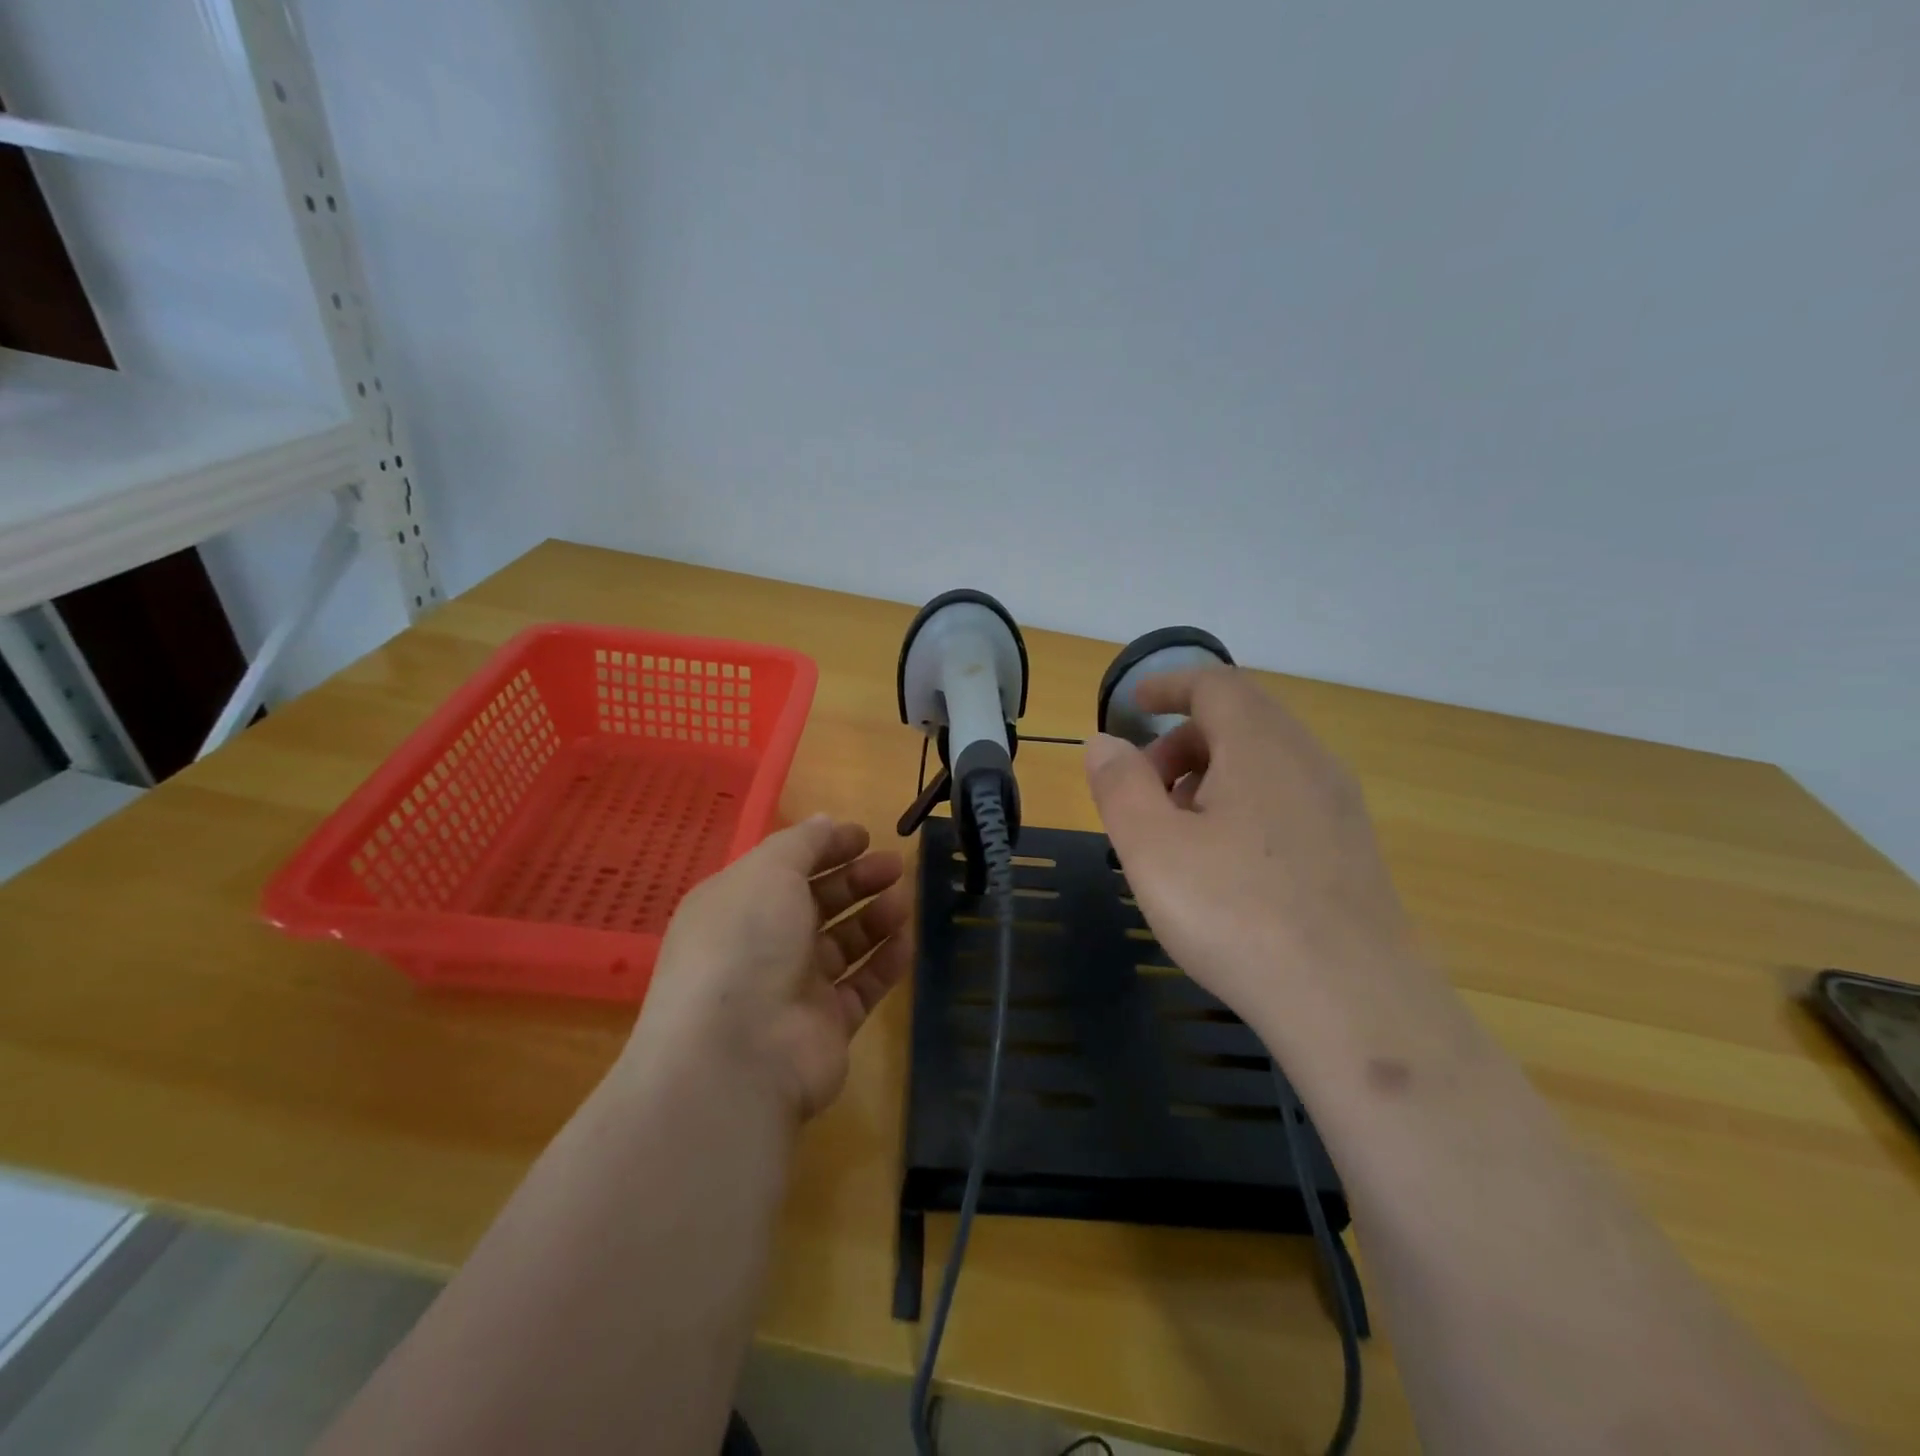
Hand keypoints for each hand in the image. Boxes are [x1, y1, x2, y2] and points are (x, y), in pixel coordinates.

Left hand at [625, 816, 911, 1121]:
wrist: (738, 1054)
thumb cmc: (746, 943)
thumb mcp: (767, 872)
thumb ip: (802, 843)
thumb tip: (825, 822)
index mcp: (737, 906)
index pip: (785, 868)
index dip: (825, 849)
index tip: (865, 836)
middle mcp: (762, 946)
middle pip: (817, 904)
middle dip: (856, 880)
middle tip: (894, 866)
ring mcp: (794, 988)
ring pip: (842, 944)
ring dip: (873, 918)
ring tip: (903, 900)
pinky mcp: (826, 1025)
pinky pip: (862, 986)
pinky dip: (884, 962)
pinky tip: (906, 941)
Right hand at [1084, 668, 1416, 1028]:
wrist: (1352, 1001)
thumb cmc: (1235, 912)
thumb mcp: (1152, 847)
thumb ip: (1120, 784)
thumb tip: (1104, 742)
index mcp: (1260, 745)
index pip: (1214, 684)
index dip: (1168, 685)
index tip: (1134, 704)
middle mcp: (1308, 759)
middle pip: (1240, 718)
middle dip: (1183, 739)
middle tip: (1144, 787)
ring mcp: (1338, 803)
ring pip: (1266, 759)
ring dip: (1213, 772)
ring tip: (1179, 827)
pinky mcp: (1352, 846)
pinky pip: (1289, 795)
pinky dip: (1246, 799)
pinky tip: (1227, 859)